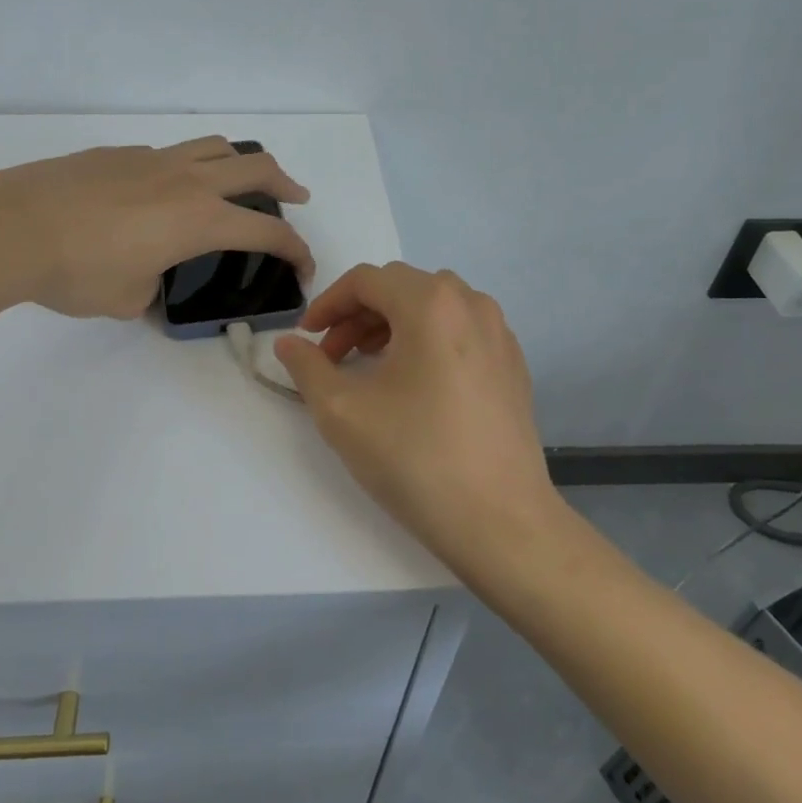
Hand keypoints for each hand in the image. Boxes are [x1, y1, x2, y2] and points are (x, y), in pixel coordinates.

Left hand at [0, 137, 313, 319]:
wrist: (13, 226)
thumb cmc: (78, 271)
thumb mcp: (128, 298)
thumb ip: (153, 287)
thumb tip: (150, 274)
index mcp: (200, 220)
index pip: (267, 233)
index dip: (296, 251)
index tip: (303, 269)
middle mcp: (187, 181)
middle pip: (256, 168)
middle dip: (286, 184)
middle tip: (296, 198)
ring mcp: (152, 160)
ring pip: (216, 146)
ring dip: (241, 163)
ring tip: (240, 181)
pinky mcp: (119, 154)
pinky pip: (171, 154)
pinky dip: (188, 167)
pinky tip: (166, 192)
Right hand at [273, 262, 561, 575]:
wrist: (500, 522)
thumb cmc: (415, 458)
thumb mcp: (342, 412)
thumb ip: (307, 367)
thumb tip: (288, 343)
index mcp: (431, 304)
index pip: (366, 280)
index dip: (327, 304)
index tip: (306, 338)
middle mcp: (471, 305)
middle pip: (401, 287)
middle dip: (358, 314)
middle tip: (333, 356)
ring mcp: (500, 334)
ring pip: (434, 306)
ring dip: (393, 323)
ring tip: (370, 363)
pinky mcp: (513, 365)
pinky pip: (461, 330)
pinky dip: (428, 339)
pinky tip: (416, 383)